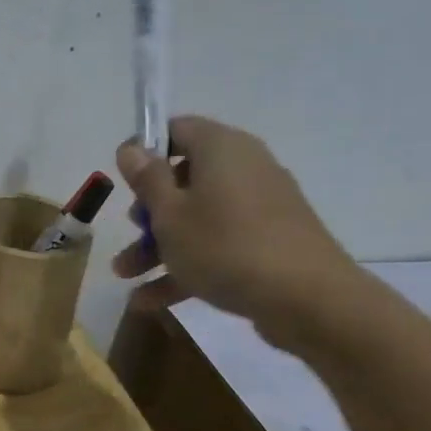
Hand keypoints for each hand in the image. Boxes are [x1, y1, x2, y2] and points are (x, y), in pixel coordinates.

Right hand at [113, 116, 365, 346]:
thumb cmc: (225, 246)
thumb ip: (147, 179)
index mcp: (221, 149)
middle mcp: (244, 169)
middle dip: (148, 210)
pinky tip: (150, 300)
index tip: (122, 179)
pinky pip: (217, 245)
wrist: (308, 300)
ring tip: (126, 275)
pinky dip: (186, 266)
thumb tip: (132, 147)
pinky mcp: (268, 242)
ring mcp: (259, 208)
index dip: (145, 150)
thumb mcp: (170, 213)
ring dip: (158, 245)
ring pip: (197, 218)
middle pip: (183, 179)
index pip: (177, 129)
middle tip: (129, 231)